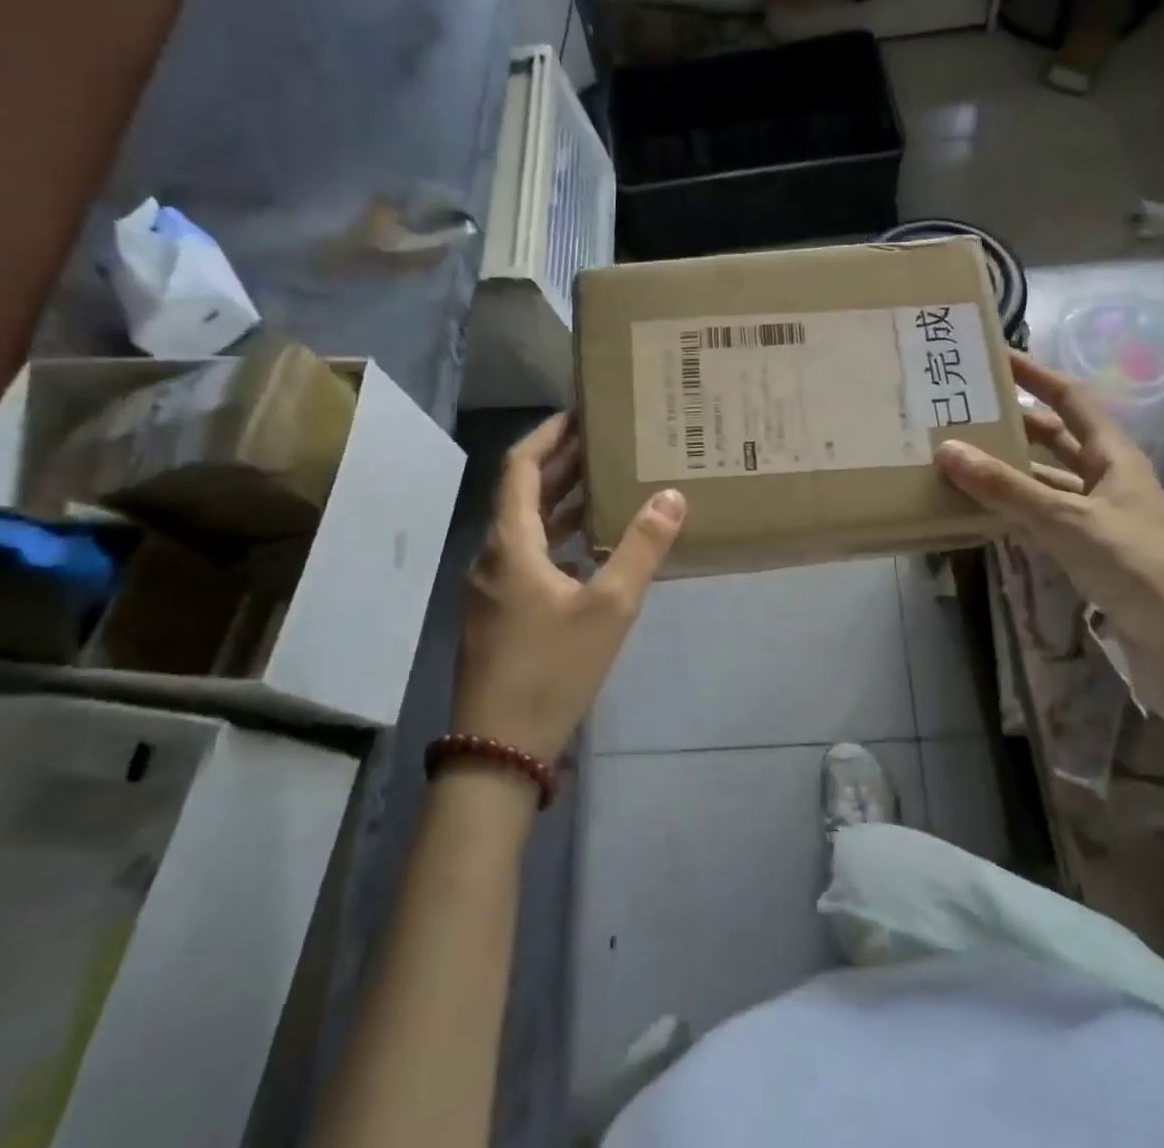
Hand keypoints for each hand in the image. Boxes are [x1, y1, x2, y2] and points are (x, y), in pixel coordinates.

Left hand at [454, 413, 686, 761]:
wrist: (498, 748)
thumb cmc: (552, 669)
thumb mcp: (609, 608)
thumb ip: (641, 548)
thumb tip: (671, 495)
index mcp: (511, 543)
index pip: (521, 467)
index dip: (548, 435)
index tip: (580, 413)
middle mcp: (494, 556)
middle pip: (523, 494)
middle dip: (562, 464)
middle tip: (604, 442)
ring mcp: (492, 588)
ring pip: (526, 528)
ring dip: (560, 503)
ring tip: (604, 484)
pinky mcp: (499, 614)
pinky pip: (528, 557)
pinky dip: (557, 539)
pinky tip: (589, 550)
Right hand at [933, 351, 1163, 656]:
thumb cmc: (1134, 565)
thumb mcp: (1066, 521)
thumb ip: (1006, 488)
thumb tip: (946, 450)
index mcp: (1114, 456)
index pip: (1072, 399)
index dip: (1037, 375)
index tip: (997, 357)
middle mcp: (1108, 477)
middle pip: (1056, 438)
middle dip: (1015, 422)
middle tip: (966, 411)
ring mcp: (1100, 515)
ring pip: (1048, 479)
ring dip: (1011, 469)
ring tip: (963, 457)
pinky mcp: (1092, 548)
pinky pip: (1045, 515)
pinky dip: (1016, 508)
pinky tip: (985, 510)